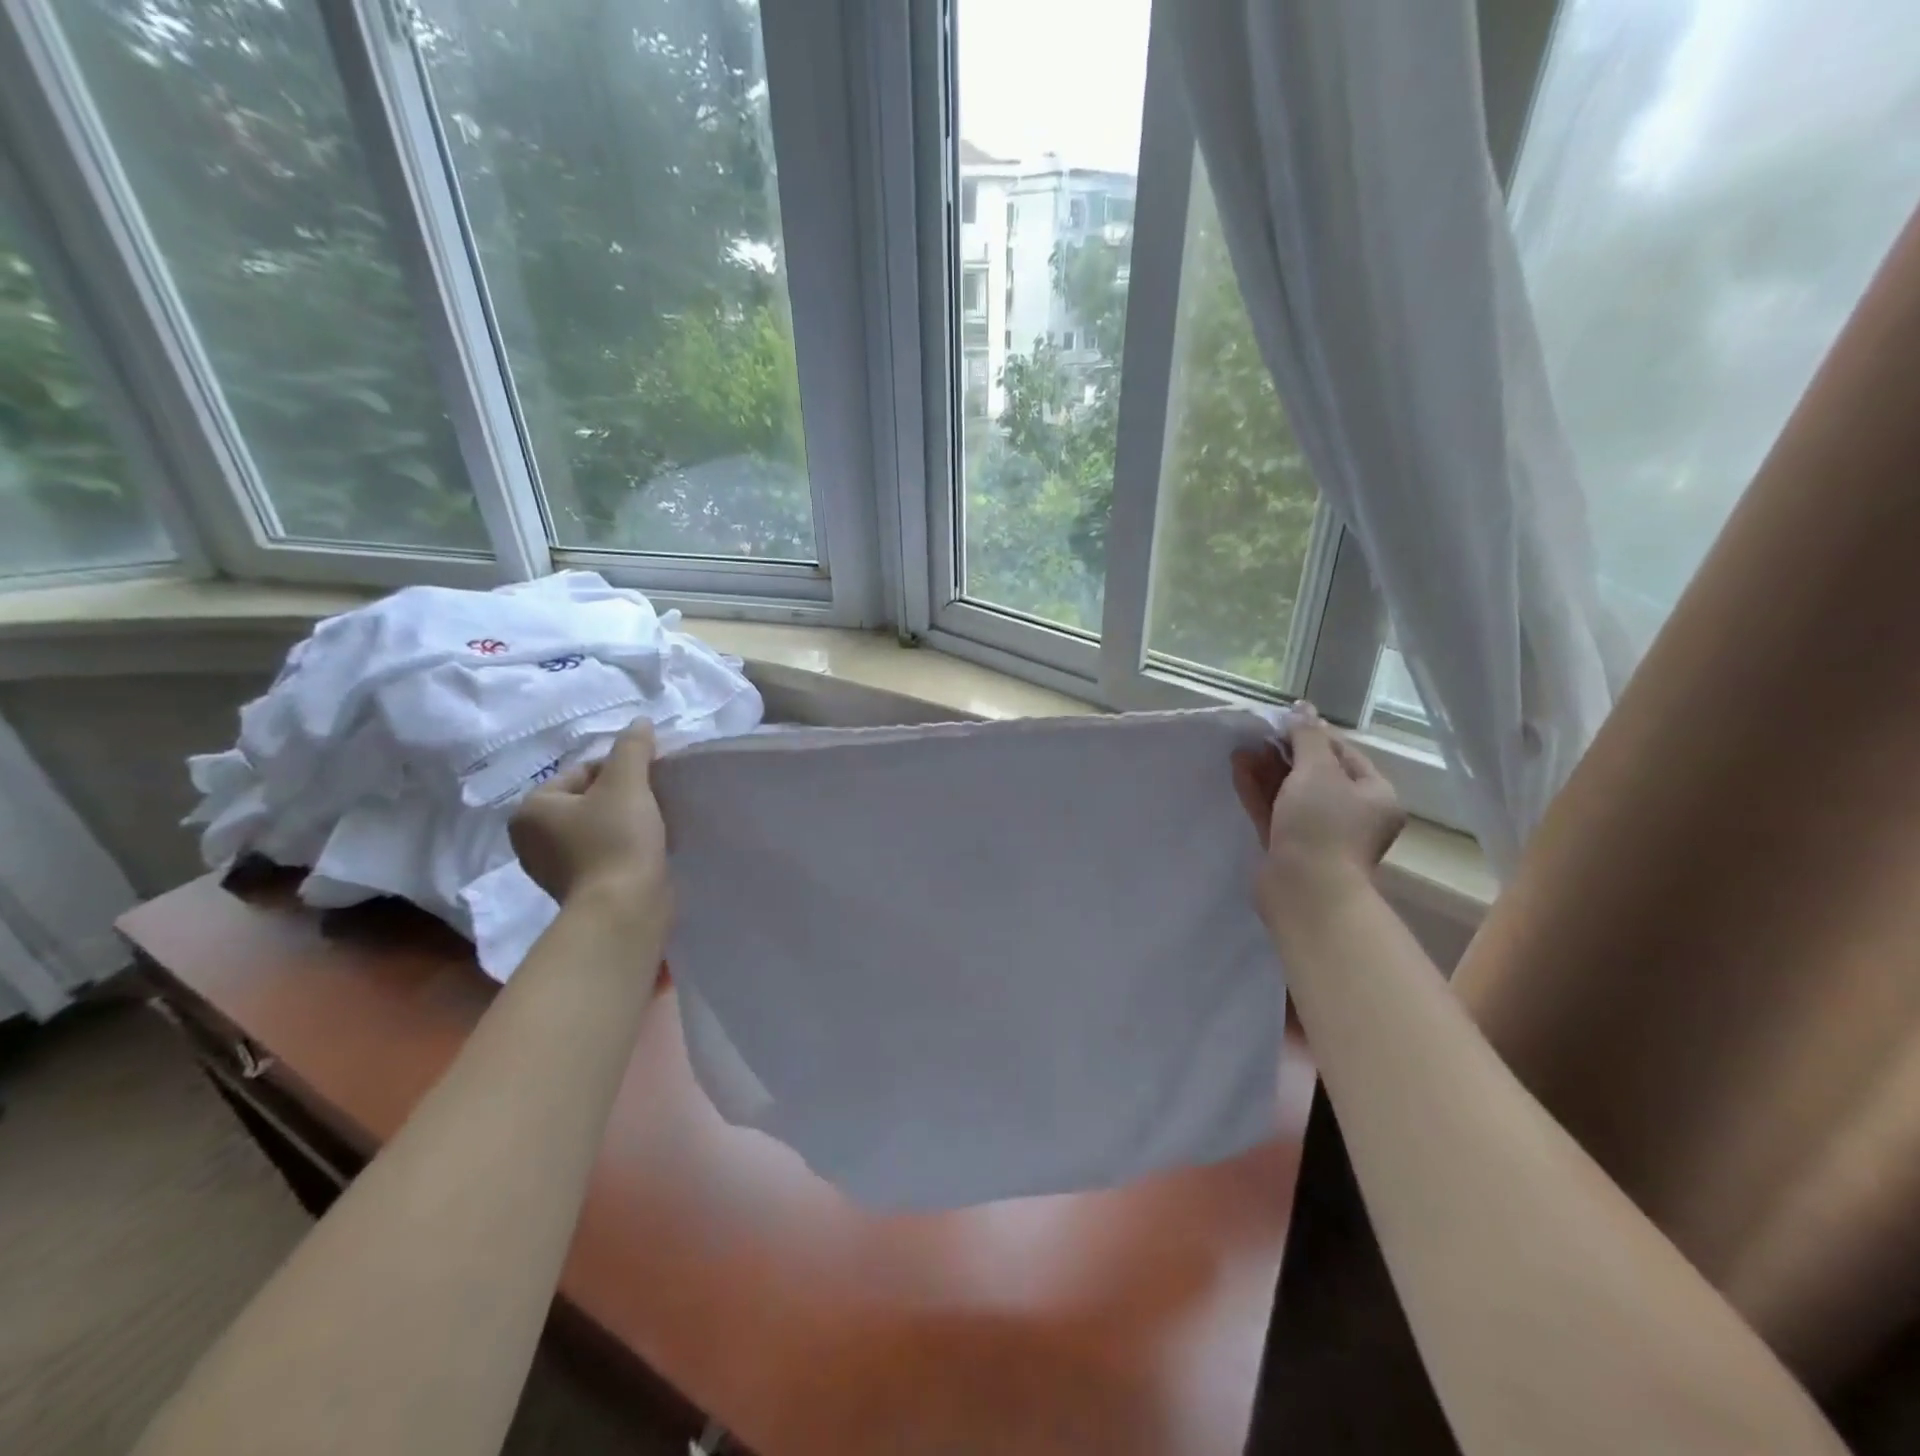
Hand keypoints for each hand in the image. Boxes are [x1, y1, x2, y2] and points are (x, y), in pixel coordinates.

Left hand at [509, 723, 669, 921]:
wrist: (624, 909)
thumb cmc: (616, 839)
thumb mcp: (626, 782)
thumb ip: (632, 748)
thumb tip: (640, 722)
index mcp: (531, 809)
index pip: (583, 771)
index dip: (622, 771)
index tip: (649, 784)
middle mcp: (532, 838)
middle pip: (591, 799)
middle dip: (624, 797)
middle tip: (654, 803)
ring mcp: (553, 867)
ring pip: (599, 826)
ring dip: (627, 822)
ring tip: (656, 826)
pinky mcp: (579, 888)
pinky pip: (605, 852)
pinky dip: (626, 847)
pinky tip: (648, 849)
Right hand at [1232, 703, 1405, 923]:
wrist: (1305, 890)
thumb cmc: (1322, 825)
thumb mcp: (1318, 771)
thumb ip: (1307, 736)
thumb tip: (1303, 708)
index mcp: (1375, 795)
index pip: (1344, 754)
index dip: (1313, 734)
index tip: (1282, 722)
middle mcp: (1351, 814)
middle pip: (1316, 774)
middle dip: (1284, 753)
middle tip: (1257, 735)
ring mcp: (1319, 833)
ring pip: (1290, 793)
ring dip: (1267, 770)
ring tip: (1240, 749)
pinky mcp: (1289, 847)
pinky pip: (1274, 811)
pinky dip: (1258, 791)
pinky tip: (1239, 769)